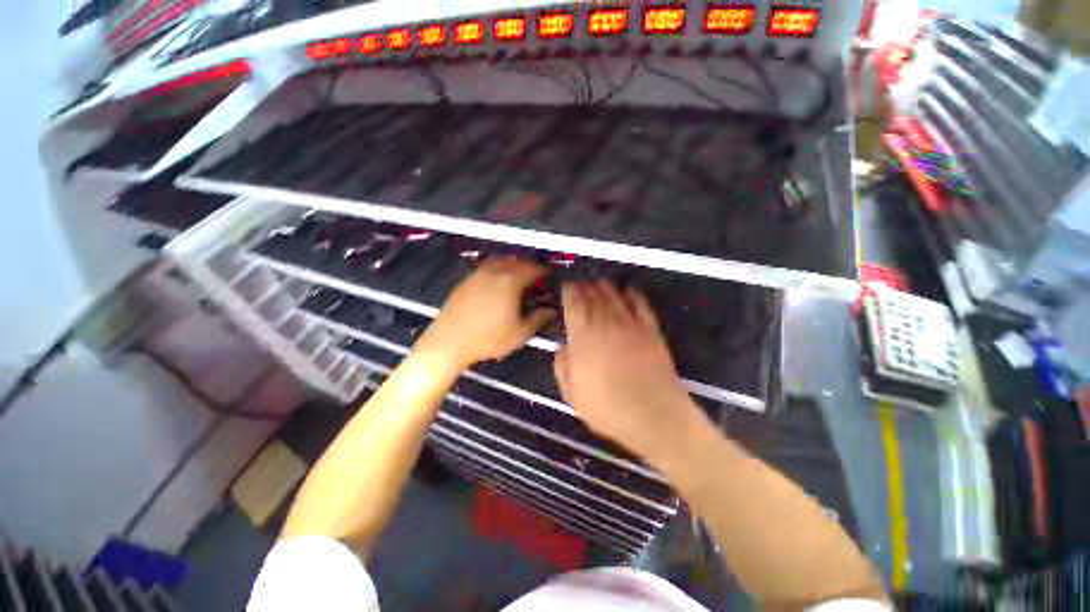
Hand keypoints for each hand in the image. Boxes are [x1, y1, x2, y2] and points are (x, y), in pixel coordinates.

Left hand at [416, 258, 554, 367]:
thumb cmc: (488, 339)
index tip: (549, 275)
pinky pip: (486, 268)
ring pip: (499, 261)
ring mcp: (477, 275)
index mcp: (510, 282)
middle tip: (535, 275)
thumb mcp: (520, 333)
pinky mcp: (465, 281)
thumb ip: (538, 319)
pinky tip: (497, 283)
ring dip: (512, 265)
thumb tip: (550, 311)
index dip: (543, 271)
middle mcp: (494, 272)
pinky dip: (497, 270)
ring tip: (517, 276)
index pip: (532, 269)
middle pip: (516, 261)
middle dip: (529, 266)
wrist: (449, 342)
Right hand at [554, 282, 706, 461]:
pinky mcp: (651, 331)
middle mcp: (606, 326)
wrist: (655, 417)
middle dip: (585, 286)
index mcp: (584, 340)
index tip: (566, 285)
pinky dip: (633, 294)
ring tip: (598, 282)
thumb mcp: (573, 396)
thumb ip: (562, 369)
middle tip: (580, 281)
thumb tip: (561, 348)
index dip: (570, 292)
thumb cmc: (609, 410)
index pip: (574, 306)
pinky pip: (641, 305)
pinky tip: (627, 290)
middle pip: (593, 297)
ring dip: (605, 287)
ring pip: (614, 297)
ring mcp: (630, 326)